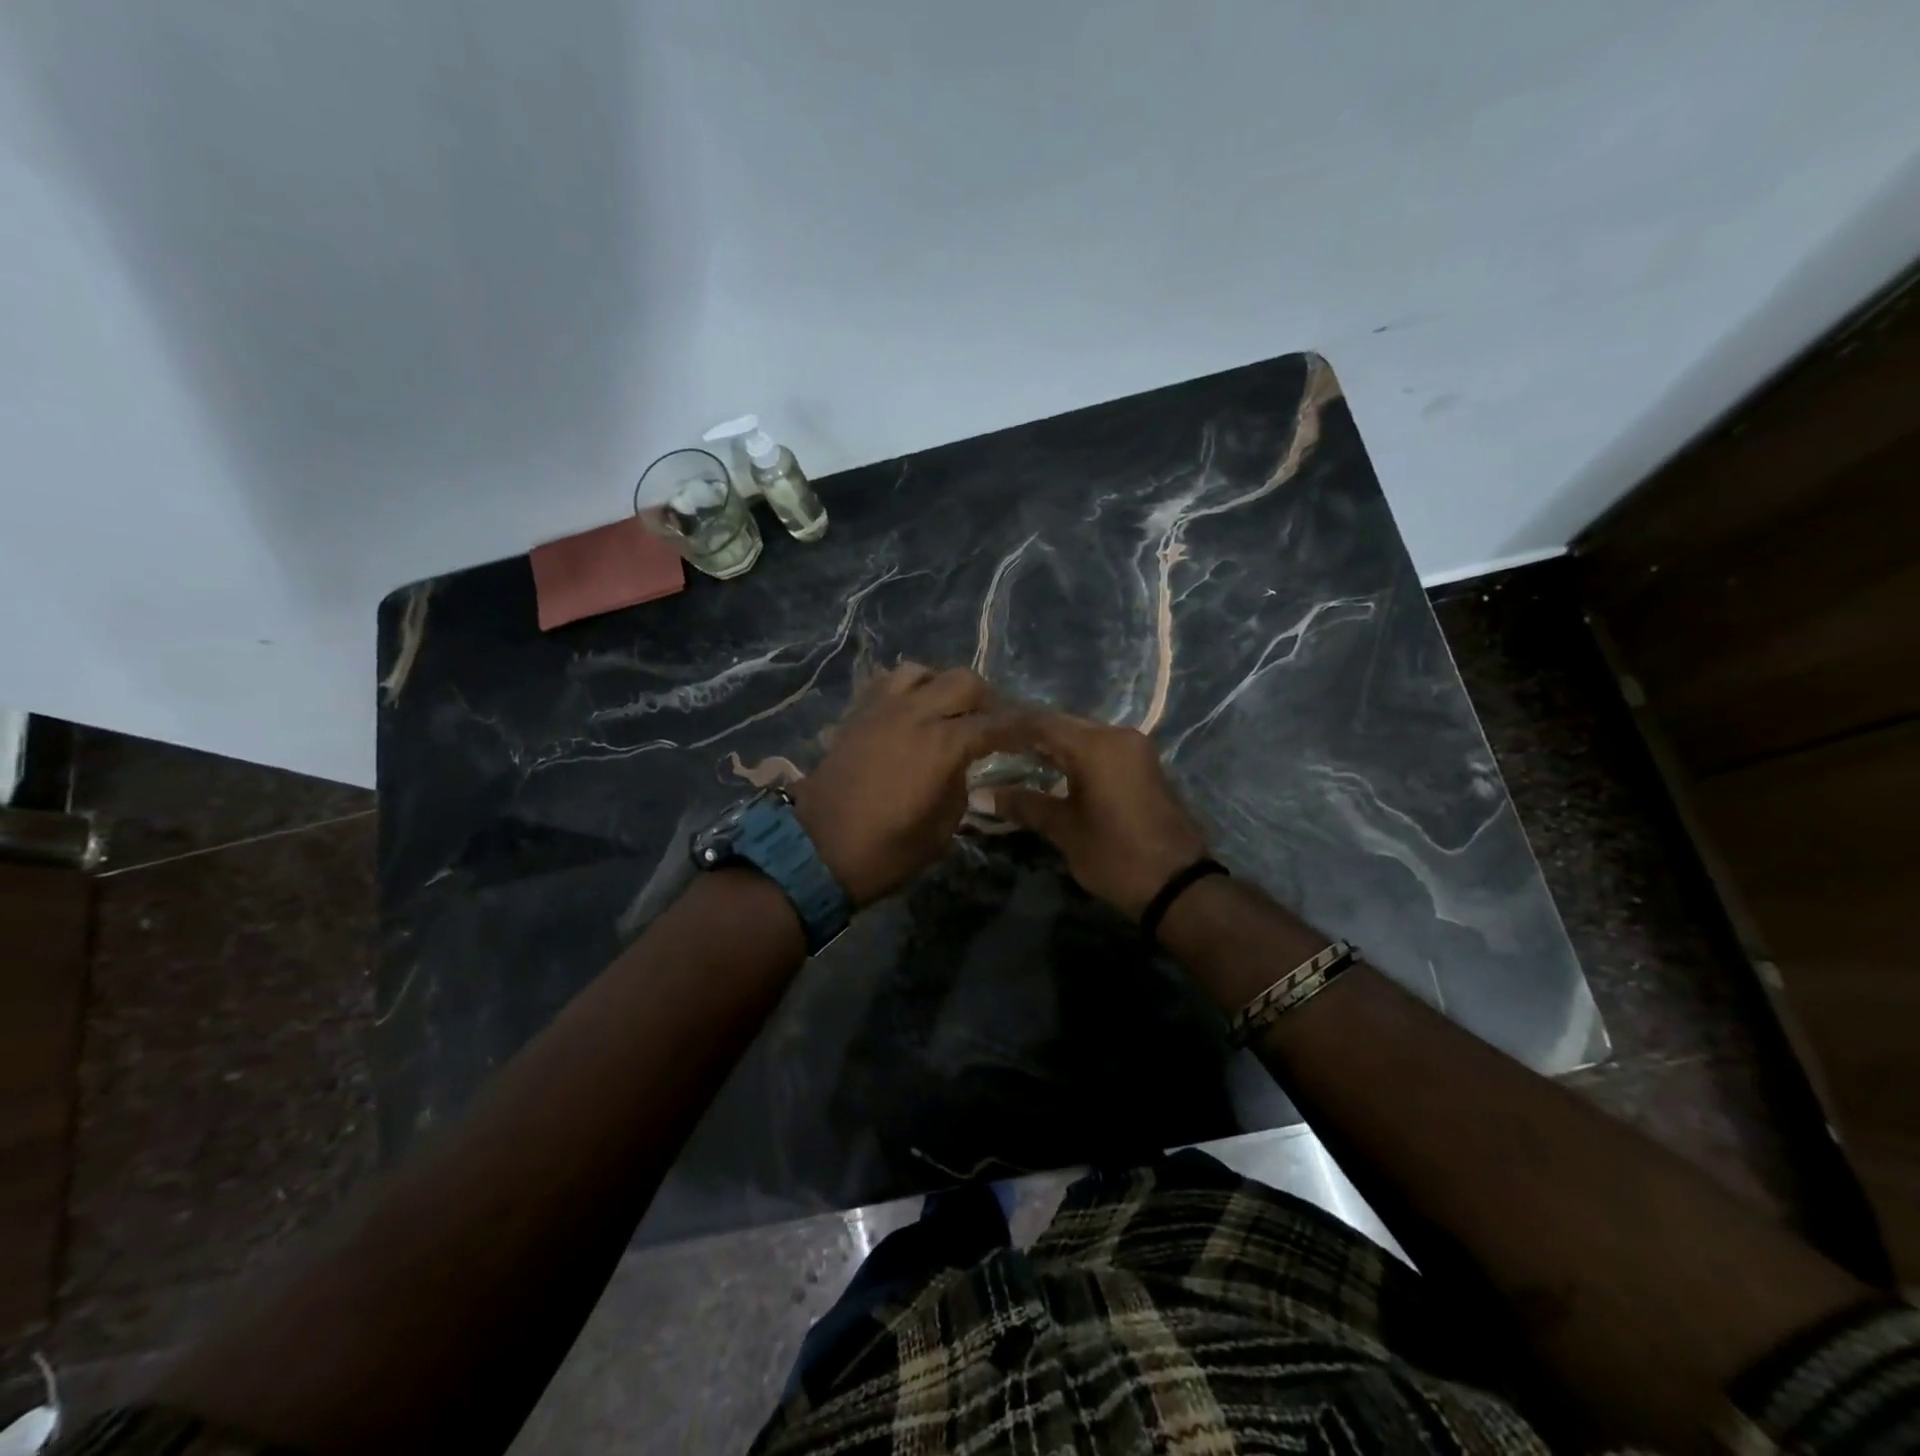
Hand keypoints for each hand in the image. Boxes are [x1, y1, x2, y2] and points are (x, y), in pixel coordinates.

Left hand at [791, 664, 1029, 906]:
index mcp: (942, 745)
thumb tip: (960, 766)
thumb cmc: (884, 851)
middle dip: (987, 699)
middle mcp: (914, 714)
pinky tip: (910, 712)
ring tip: (947, 712)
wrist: (816, 851)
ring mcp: (880, 710)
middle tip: (993, 722)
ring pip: (921, 671)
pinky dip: (906, 690)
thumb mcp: (940, 830)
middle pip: (963, 681)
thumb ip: (959, 787)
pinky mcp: (855, 715)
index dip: (1022, 727)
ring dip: (942, 686)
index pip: (996, 723)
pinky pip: (885, 683)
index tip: (1037, 732)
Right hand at [990, 713, 1210, 918]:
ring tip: (1013, 756)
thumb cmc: (1116, 856)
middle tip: (992, 746)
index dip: (1008, 728)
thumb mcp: (1065, 830)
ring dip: (1050, 745)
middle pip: (1063, 725)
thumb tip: (981, 796)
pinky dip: (1072, 756)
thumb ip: (1024, 805)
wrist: (1179, 886)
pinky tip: (1049, 769)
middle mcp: (1118, 736)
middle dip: (1027, 734)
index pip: (1041, 723)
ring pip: (1082, 736)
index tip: (979, 734)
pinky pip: (1099, 749)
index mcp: (1097, 745)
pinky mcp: (1142, 766)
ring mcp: (1134, 749)